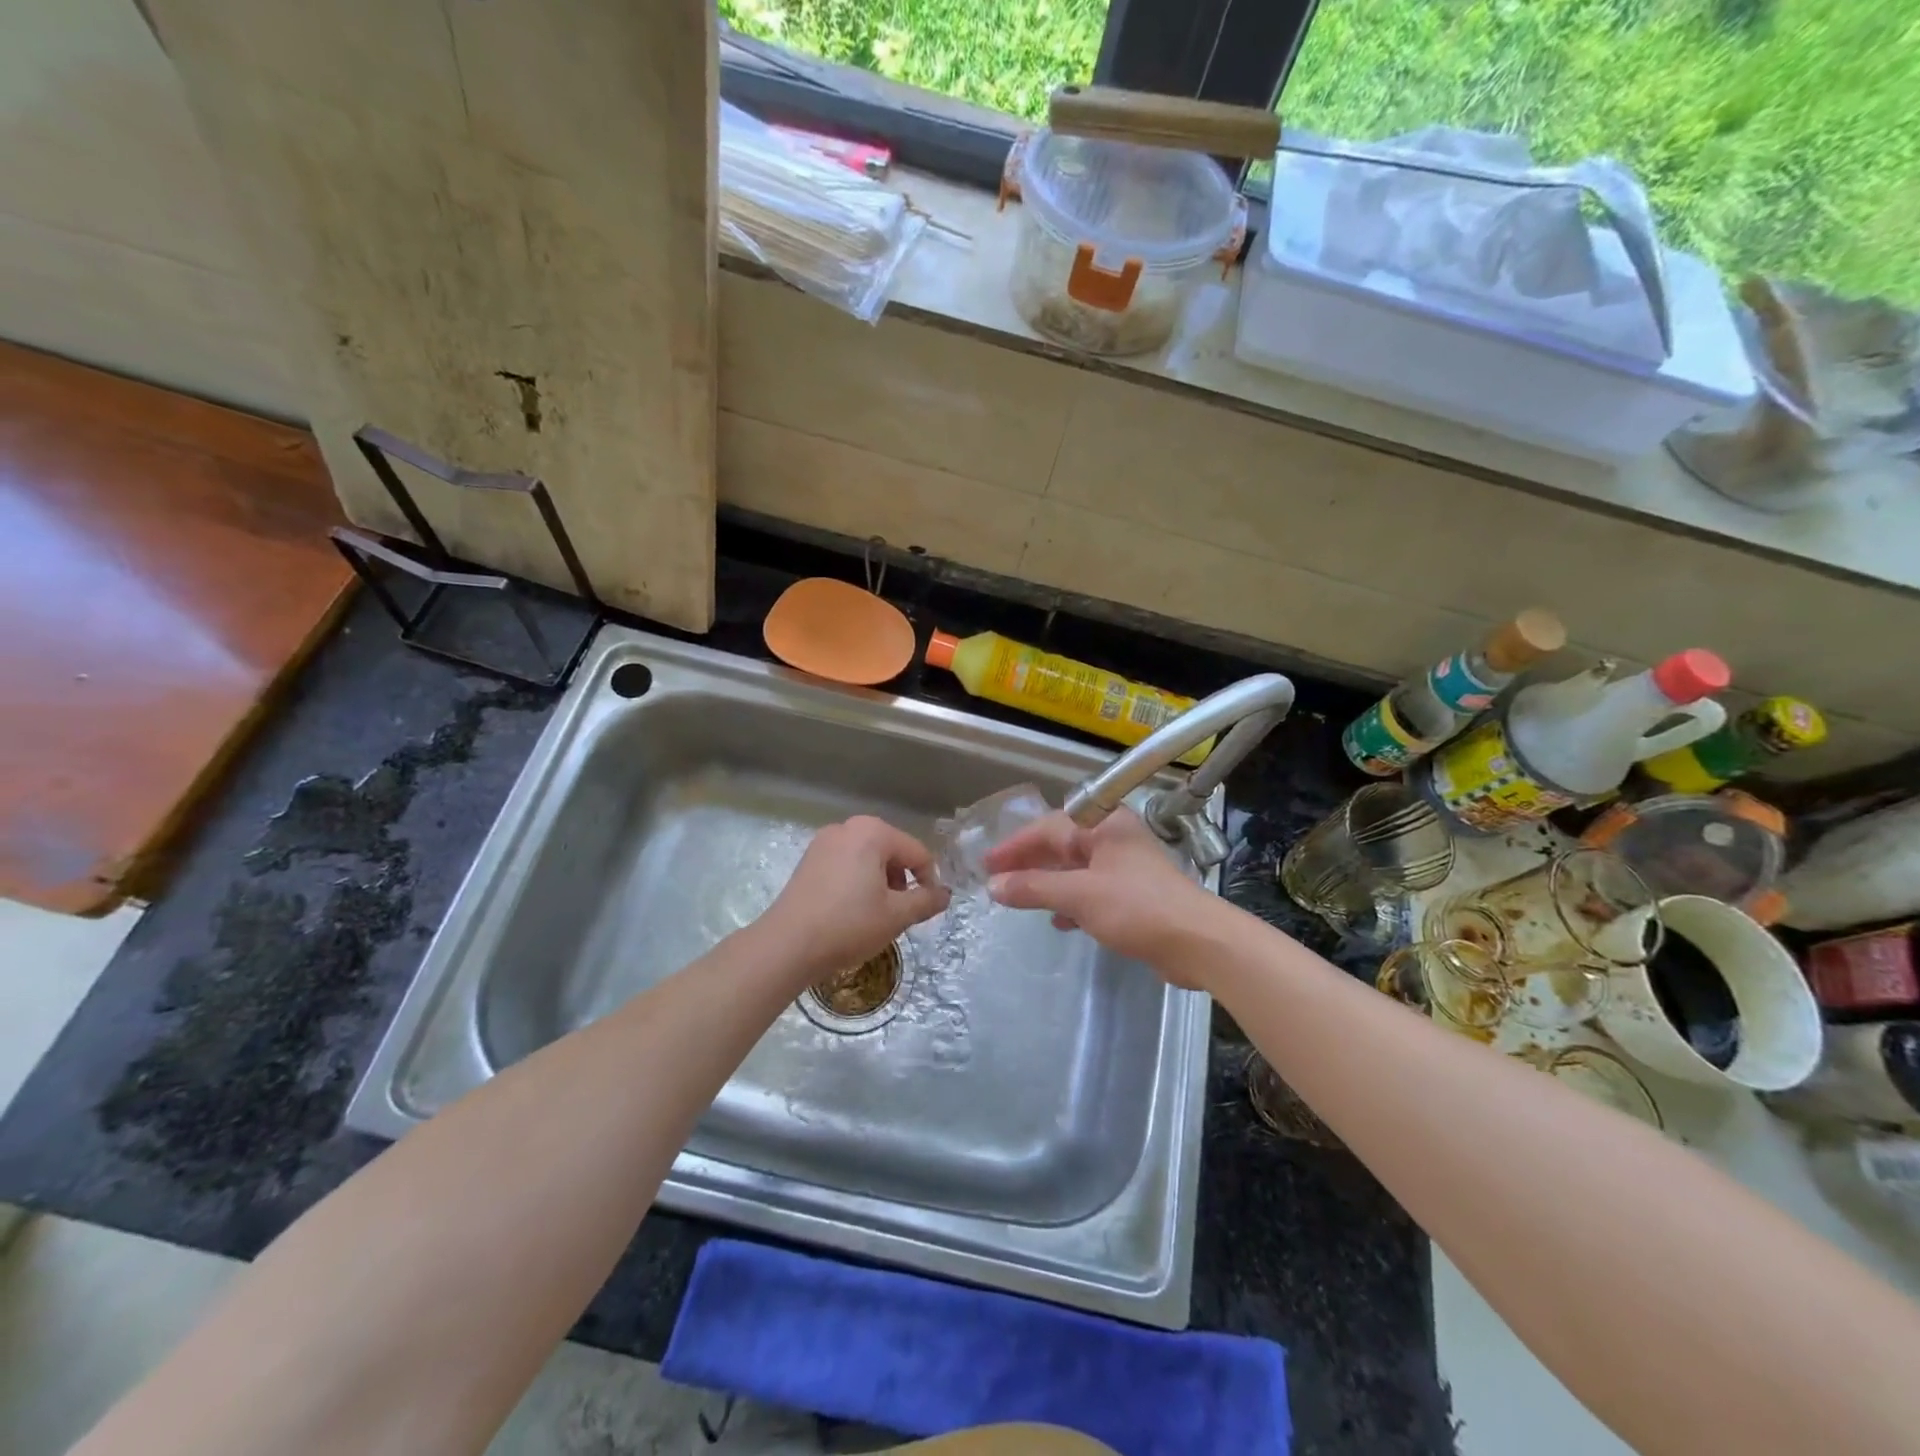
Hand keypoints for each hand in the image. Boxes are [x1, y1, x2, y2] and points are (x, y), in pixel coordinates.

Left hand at [761, 816, 950, 981]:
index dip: (929, 881)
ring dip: (880, 883)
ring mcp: (824, 842)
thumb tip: (945, 895)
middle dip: (902, 881)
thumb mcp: (896, 915)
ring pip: (868, 858)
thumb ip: (926, 900)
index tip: (927, 910)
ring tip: (875, 915)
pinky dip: (858, 882)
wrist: (787, 945)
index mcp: (873, 832)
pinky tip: (851, 911)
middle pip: (892, 851)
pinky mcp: (808, 860)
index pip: (917, 853)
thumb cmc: (848, 925)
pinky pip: (846, 864)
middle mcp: (848, 827)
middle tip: (899, 914)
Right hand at [984, 809, 1219, 985]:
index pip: (1048, 828)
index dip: (1015, 846)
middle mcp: (1114, 839)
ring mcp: (1125, 867)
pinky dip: (1071, 901)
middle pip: (1061, 845)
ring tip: (1018, 899)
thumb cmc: (1137, 908)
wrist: (1198, 943)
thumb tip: (993, 886)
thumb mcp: (1079, 895)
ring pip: (1075, 870)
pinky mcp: (1133, 895)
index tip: (987, 864)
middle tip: (996, 879)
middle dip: (1028, 864)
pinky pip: (1090, 890)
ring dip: (1047, 883)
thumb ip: (1034, 888)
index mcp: (1103, 825)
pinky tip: (1058, 921)